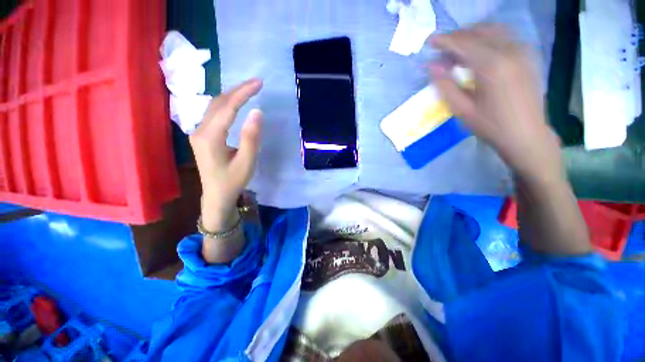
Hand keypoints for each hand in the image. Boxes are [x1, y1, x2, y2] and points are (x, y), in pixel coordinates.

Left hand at [190, 78, 262, 230]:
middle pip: (218, 103)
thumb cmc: (233, 181)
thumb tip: (257, 112)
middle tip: (257, 83)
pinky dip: (227, 104)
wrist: (216, 195)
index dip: (243, 93)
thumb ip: (251, 137)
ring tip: (249, 90)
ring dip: (232, 95)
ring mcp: (198, 132)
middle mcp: (200, 130)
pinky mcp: (202, 135)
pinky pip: (214, 113)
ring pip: (214, 106)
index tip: (259, 83)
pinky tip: (236, 103)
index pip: (227, 108)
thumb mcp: (246, 162)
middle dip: (238, 90)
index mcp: (210, 138)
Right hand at [428, 24, 562, 183]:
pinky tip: (480, 53)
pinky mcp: (528, 56)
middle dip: (457, 37)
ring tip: (458, 52)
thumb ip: (445, 85)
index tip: (430, 41)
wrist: (527, 135)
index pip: (463, 42)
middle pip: (478, 32)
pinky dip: (488, 39)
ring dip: (472, 36)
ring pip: (493, 30)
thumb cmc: (491, 126)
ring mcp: (522, 51)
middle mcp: (510, 51)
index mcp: (492, 66)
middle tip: (442, 51)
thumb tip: (431, 66)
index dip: (444, 40)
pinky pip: (505, 37)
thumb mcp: (462, 109)